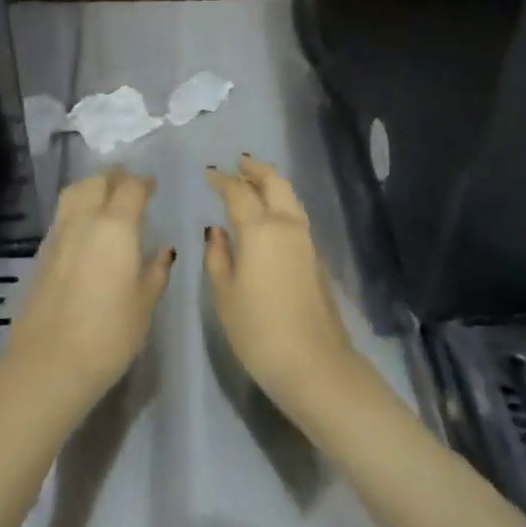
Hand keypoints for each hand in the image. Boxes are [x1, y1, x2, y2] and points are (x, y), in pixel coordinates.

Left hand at [0, 168, 174, 424]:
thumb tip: (163, 249)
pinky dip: (77, 208)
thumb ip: (156, 270)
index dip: (144, 183)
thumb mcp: (145, 303)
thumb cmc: (109, 334)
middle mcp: (85, 219)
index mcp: (117, 225)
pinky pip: (63, 214)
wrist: (48, 364)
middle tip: (130, 188)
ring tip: (106, 200)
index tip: (153, 188)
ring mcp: (59, 233)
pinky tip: (86, 229)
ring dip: (93, 187)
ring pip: (75, 192)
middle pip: (99, 180)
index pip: (131, 187)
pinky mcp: (43, 252)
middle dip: (116, 178)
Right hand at [203, 156, 363, 421]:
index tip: (209, 173)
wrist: (315, 363)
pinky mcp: (316, 256)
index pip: (238, 191)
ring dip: (272, 182)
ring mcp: (306, 239)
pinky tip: (270, 214)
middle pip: (273, 182)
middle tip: (238, 163)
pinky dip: (282, 202)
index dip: (222, 179)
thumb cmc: (259, 331)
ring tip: (255, 181)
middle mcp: (286, 224)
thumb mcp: (225, 296)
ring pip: (289, 196)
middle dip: (255, 169)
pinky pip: (296, 214)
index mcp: (260, 229)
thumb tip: (216, 231)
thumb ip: (218, 257)